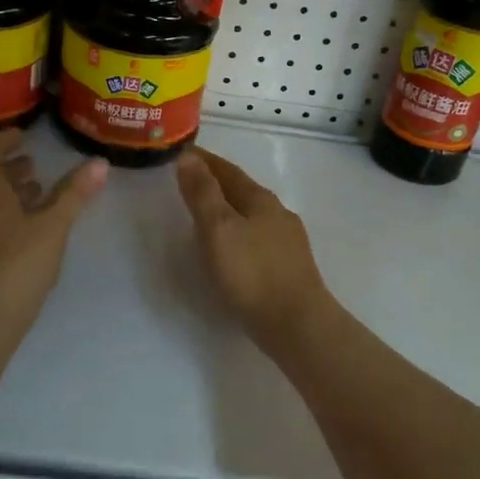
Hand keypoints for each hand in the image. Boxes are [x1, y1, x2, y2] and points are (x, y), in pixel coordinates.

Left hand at [0, 128, 106, 335]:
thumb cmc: (16, 264)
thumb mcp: (53, 227)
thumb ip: (75, 194)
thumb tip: (100, 163)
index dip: (5, 138)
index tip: (25, 136)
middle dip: (10, 169)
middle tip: (36, 167)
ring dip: (7, 194)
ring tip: (36, 197)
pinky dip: (0, 216)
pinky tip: (24, 233)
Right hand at [175, 148, 333, 355]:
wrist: (297, 325)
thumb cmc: (251, 274)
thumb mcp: (218, 229)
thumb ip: (203, 193)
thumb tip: (189, 157)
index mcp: (260, 199)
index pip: (227, 170)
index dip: (204, 160)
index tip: (182, 153)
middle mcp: (278, 213)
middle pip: (242, 189)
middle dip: (216, 182)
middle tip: (189, 180)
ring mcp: (287, 240)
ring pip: (252, 214)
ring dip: (228, 207)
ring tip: (206, 213)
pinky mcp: (289, 266)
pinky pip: (257, 237)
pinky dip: (238, 231)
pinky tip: (232, 246)